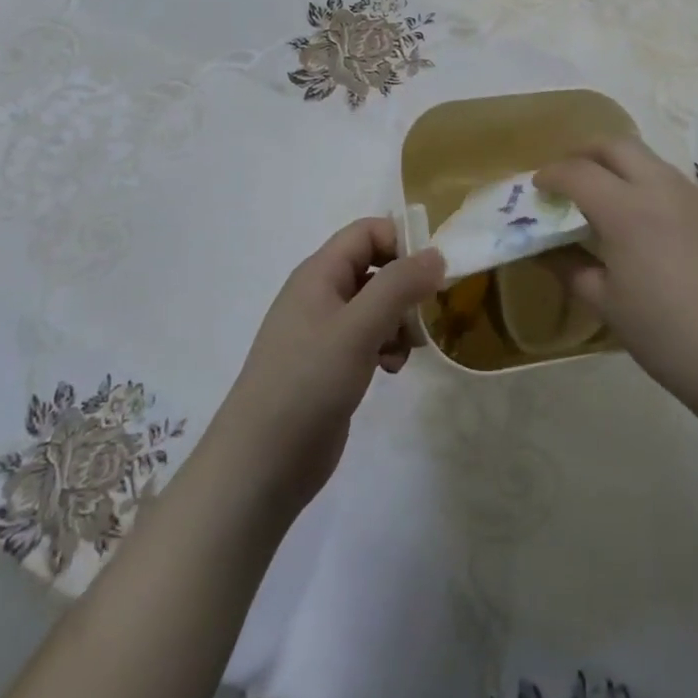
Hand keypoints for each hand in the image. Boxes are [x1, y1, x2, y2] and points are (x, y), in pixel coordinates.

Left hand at [210, 219, 443, 520]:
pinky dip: (386, 347)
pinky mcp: (330, 365)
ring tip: (405, 351)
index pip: (368, 232)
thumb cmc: (308, 383)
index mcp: (319, 273)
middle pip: (375, 268)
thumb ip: (400, 285)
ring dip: (399, 322)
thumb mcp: (359, 327)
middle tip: (424, 316)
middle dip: (406, 288)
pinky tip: (390, 370)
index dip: (401, 243)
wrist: (260, 465)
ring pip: (377, 306)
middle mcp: (321, 294)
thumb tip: (436, 254)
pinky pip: (369, 338)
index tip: (430, 276)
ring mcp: (324, 331)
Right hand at [536, 140, 697, 405]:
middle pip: (616, 145)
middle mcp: (661, 188)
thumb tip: (549, 253)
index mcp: (627, 209)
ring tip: (604, 200)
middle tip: (568, 179)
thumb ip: (574, 270)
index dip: (551, 174)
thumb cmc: (670, 337)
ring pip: (649, 159)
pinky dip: (646, 185)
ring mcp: (696, 198)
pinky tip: (645, 224)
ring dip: (619, 166)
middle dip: (585, 153)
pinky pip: (672, 182)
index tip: (537, 187)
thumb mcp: (610, 307)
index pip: (578, 172)